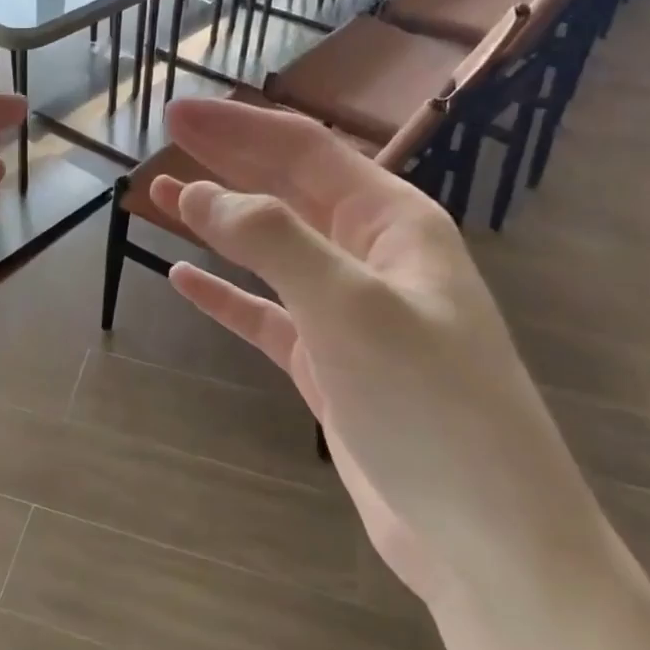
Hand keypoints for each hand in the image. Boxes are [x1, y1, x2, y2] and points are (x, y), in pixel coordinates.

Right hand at [149, 98, 614, 609]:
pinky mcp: (328, 363)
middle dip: (228, 160)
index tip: (178, 112)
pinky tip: (185, 279)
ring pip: (272, 249)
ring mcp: (348, 312)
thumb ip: (273, 241)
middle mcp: (371, 256)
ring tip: (163, 198)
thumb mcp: (349, 306)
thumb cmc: (429, 404)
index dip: (239, 127)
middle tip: (168, 134)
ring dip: (219, 221)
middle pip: (287, 189)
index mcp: (393, 223)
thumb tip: (199, 193)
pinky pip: (265, 313)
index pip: (304, 152)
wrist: (485, 537)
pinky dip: (226, 293)